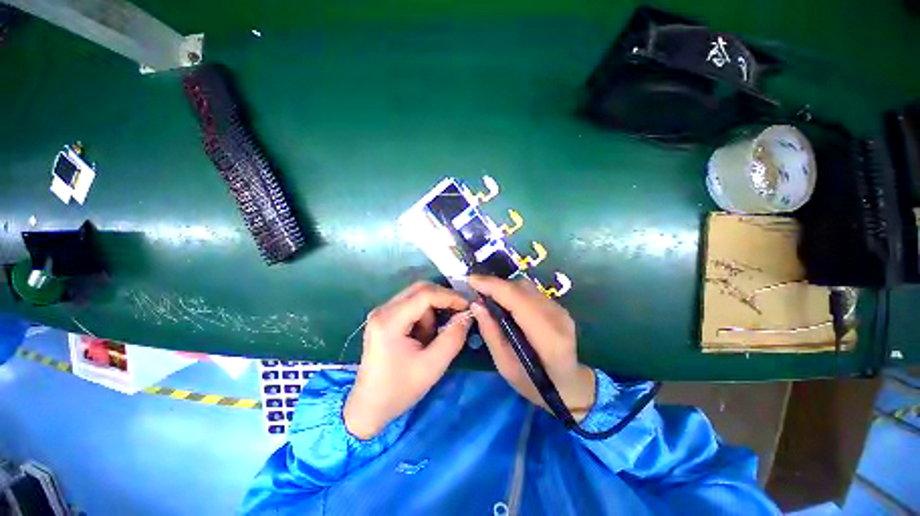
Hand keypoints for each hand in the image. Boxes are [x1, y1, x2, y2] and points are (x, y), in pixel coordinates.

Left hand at [344, 282, 472, 438]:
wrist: (369, 406)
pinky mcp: (385, 318)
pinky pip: (411, 306)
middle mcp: (383, 309)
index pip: (425, 294)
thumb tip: (467, 315)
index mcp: (390, 320)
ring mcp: (382, 312)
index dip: (450, 296)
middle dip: (443, 299)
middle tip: (459, 313)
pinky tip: (423, 336)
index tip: (467, 306)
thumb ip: (453, 337)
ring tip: (432, 337)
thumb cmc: (399, 389)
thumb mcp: (433, 366)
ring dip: (432, 312)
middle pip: (420, 289)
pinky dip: (424, 316)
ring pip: (417, 297)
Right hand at [469, 275, 595, 421]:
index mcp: (547, 337)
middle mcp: (557, 317)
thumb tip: (476, 304)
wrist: (568, 385)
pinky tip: (503, 301)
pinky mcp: (558, 306)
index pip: (518, 300)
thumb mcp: (505, 365)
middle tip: (475, 290)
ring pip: (526, 286)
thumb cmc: (534, 384)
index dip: (493, 286)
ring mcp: (560, 309)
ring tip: (487, 295)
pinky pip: (531, 291)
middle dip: (495, 284)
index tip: (471, 281)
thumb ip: (491, 333)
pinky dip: (513, 291)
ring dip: (503, 287)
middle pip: (522, 288)